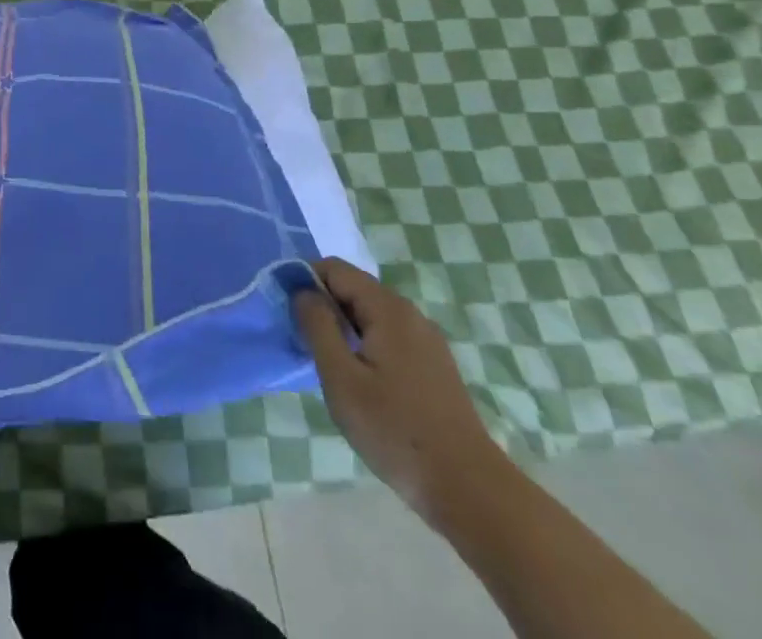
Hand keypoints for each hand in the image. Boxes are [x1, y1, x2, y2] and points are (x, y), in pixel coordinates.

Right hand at [291, 258, 510, 524]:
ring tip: (330, 366)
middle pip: (354, 289)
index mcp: (388, 308)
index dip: (305, 282)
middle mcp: (410, 313)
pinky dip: (365, 345)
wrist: (470, 492)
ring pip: (370, 314)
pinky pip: (388, 336)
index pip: (334, 268)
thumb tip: (303, 291)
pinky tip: (362, 383)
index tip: (290, 315)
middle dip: (324, 307)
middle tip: (306, 344)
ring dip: (343, 328)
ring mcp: (427, 340)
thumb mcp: (341, 377)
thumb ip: (317, 325)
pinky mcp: (434, 366)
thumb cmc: (396, 431)